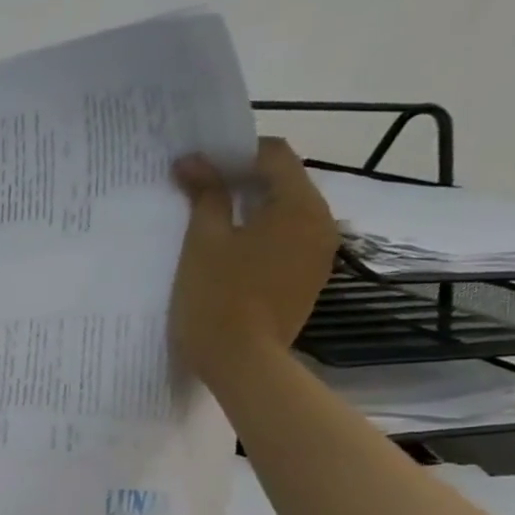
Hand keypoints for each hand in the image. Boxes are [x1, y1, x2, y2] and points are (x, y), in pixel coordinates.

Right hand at [169, 137, 337, 386]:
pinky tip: (226, 252)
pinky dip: (258, 235)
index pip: (275, 155)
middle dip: (241, 180)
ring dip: (249, 209)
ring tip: (208, 220)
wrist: (241, 362)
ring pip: (284, 213)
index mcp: (299, 206)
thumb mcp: (204, 240)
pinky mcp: (306, 279)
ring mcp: (317, 255)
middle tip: (197, 189)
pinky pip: (285, 241)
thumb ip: (205, 195)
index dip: (235, 152)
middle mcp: (320, 223)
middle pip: (284, 183)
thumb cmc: (218, 296)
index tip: (199, 165)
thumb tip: (194, 161)